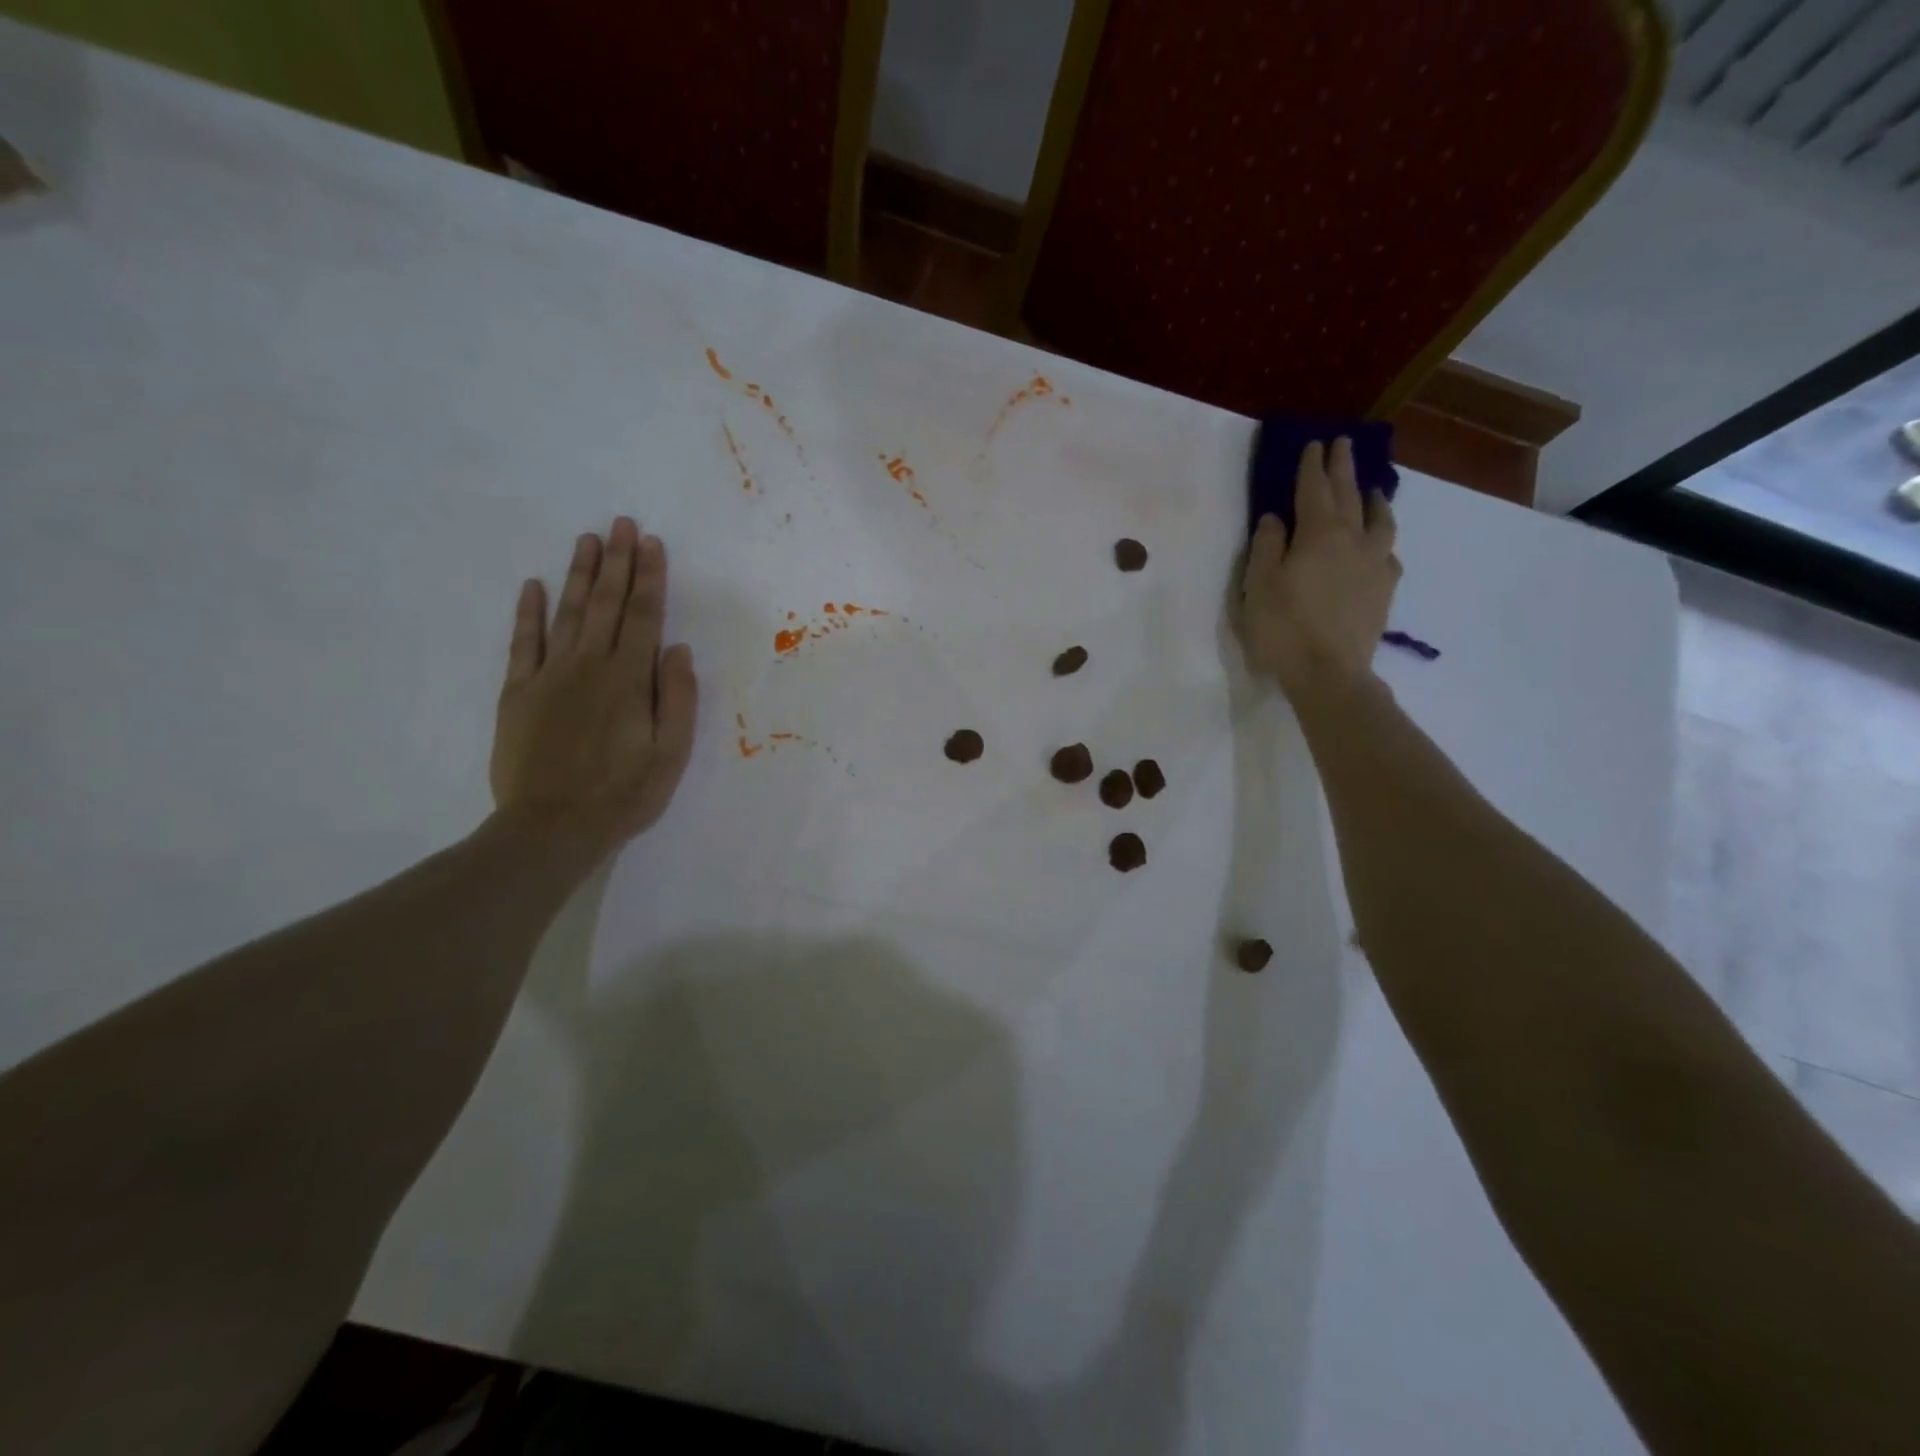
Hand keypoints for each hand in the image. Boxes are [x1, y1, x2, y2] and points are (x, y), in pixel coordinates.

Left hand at [490, 518, 697, 853]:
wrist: (551, 828)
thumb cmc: (623, 794)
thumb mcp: (671, 754)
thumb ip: (677, 698)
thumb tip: (676, 649)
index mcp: (629, 680)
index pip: (645, 618)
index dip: (650, 579)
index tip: (652, 544)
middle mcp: (589, 666)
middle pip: (608, 605)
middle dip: (618, 562)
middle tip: (621, 523)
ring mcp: (549, 676)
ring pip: (568, 613)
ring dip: (580, 575)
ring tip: (588, 540)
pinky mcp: (518, 693)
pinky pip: (522, 643)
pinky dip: (528, 613)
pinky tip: (534, 586)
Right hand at [1240, 438, 1399, 709]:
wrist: (1330, 674)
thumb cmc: (1284, 629)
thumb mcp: (1258, 586)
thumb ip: (1266, 547)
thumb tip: (1274, 518)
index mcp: (1318, 534)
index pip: (1314, 489)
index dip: (1312, 466)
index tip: (1314, 443)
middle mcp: (1353, 540)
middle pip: (1349, 495)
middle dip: (1343, 468)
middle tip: (1343, 444)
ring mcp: (1374, 564)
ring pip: (1379, 520)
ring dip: (1374, 498)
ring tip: (1373, 488)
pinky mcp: (1384, 590)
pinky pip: (1388, 553)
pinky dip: (1382, 539)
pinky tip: (1380, 544)